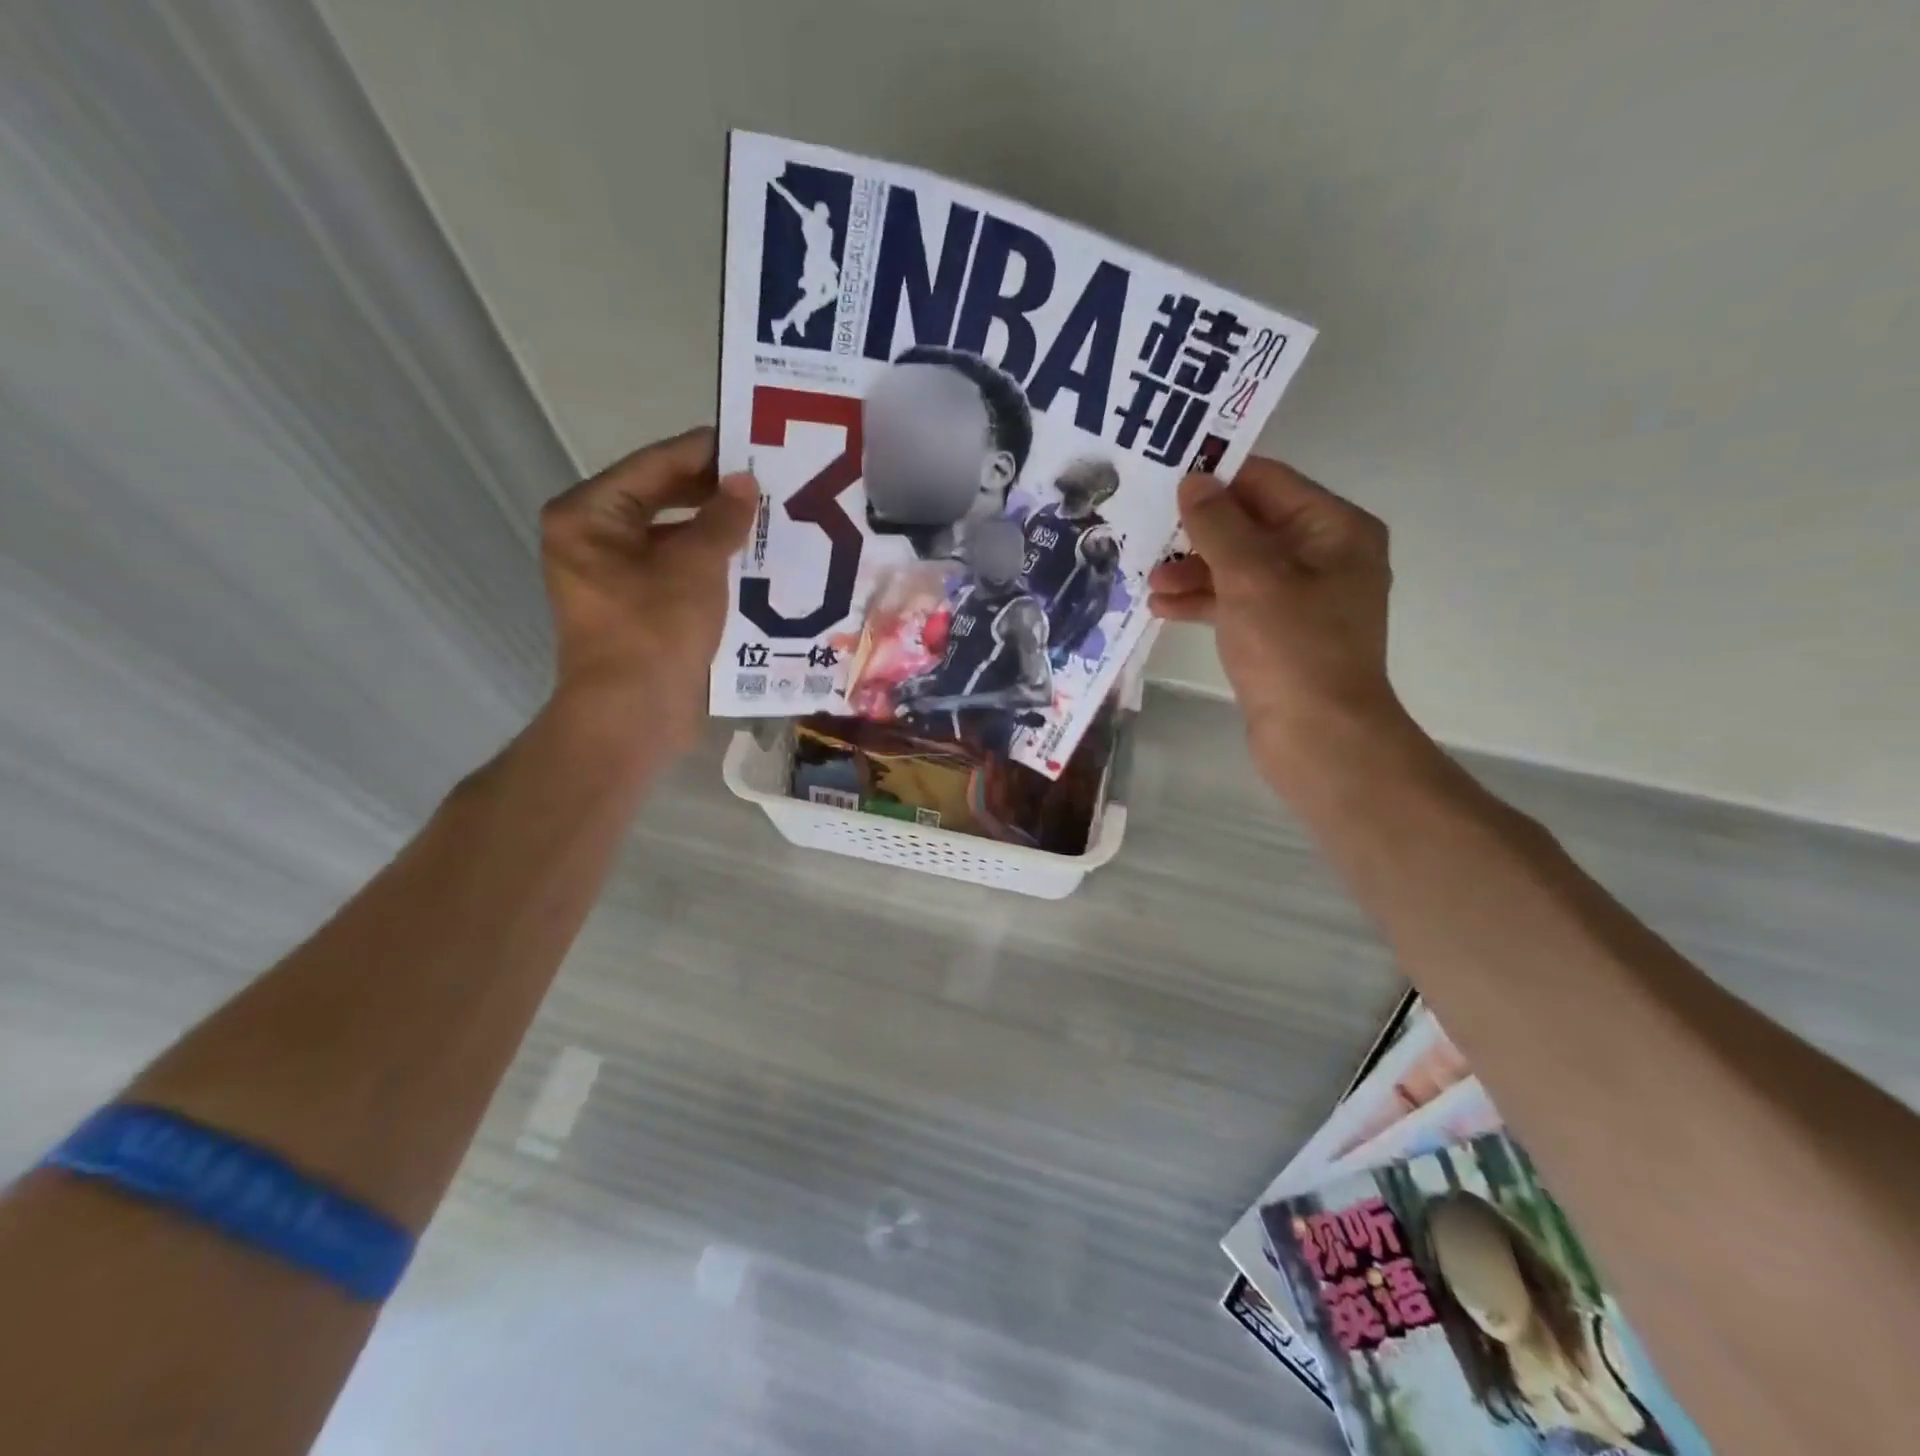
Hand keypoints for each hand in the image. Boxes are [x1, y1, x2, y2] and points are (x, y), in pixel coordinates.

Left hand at [539, 427, 757, 750]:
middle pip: (660, 499)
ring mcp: (613, 576)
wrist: (633, 716)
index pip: (654, 466)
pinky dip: (709, 563)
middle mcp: (593, 539)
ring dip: (715, 530)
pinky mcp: (637, 607)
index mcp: (588, 516)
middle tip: (765, 481)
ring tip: (765, 517)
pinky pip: (676, 570)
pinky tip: (751, 560)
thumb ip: (721, 518)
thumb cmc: (654, 631)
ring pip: (672, 537)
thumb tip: (744, 482)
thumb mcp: (694, 566)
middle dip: (712, 493)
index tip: (751, 441)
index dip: (704, 453)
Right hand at [1147, 457, 1415, 791]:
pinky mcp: (1281, 634)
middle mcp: (1325, 556)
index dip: (1216, 479)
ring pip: (1239, 567)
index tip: (1163, 480)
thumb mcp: (1250, 576)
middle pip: (1251, 525)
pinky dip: (1204, 603)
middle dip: (1198, 533)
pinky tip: (1163, 609)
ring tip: (1149, 582)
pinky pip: (1238, 603)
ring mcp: (1303, 598)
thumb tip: (1193, 481)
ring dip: (1194, 571)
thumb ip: (1218, 524)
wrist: (1319, 738)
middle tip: (1147, 535)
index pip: (1268, 483)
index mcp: (1334, 529)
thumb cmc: (1291, 647)